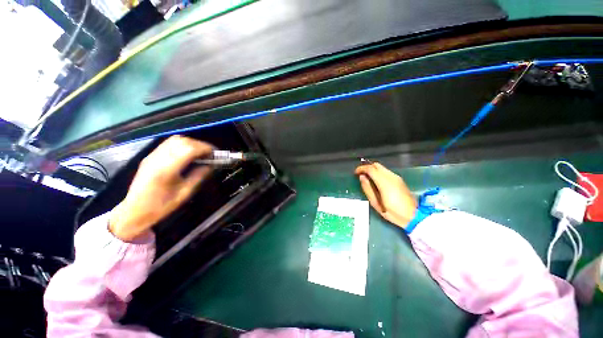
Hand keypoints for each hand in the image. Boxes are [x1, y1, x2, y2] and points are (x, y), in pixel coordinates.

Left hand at [109, 136, 213, 241]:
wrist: (133, 212)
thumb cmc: (161, 206)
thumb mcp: (184, 193)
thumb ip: (198, 176)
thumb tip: (210, 165)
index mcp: (166, 170)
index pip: (189, 149)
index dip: (205, 148)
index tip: (215, 153)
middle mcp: (157, 158)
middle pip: (182, 141)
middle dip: (200, 144)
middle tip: (210, 153)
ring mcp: (152, 156)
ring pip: (174, 140)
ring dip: (191, 143)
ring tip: (201, 153)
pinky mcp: (150, 157)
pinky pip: (168, 144)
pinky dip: (182, 145)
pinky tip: (188, 154)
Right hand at [355, 162, 416, 229]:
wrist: (414, 216)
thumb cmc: (393, 212)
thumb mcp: (376, 203)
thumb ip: (367, 189)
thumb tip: (362, 177)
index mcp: (384, 183)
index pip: (371, 169)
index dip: (361, 169)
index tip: (355, 173)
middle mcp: (391, 177)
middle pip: (376, 165)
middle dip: (367, 167)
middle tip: (360, 174)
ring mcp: (397, 177)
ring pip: (382, 168)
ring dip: (373, 170)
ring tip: (367, 178)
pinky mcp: (400, 180)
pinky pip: (386, 172)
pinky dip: (378, 173)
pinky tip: (376, 181)